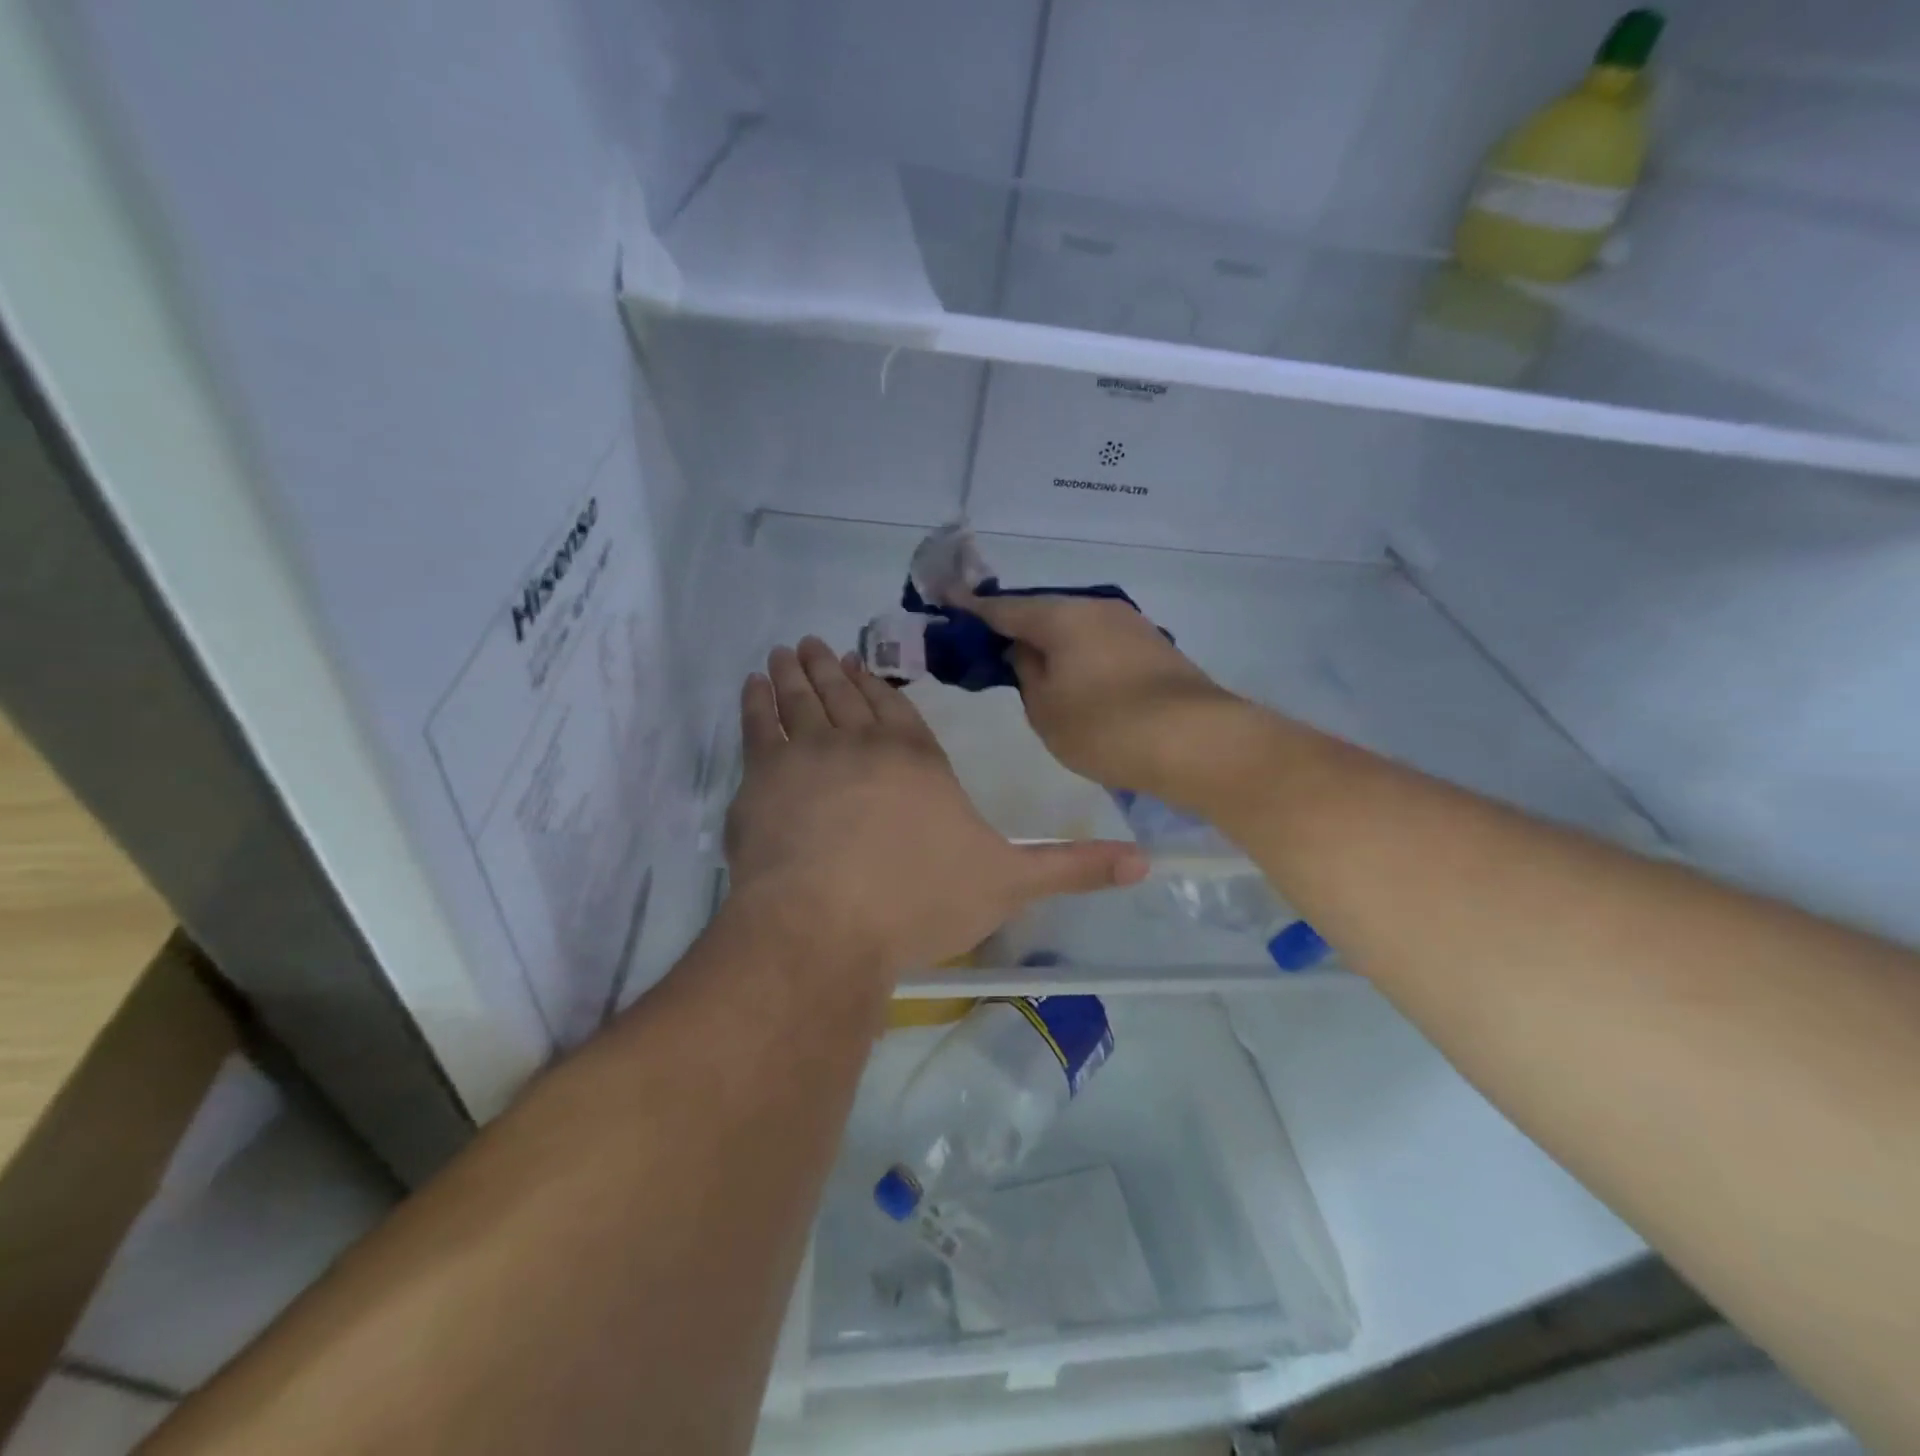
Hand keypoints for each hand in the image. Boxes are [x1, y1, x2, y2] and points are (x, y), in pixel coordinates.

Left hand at [724, 638, 1147, 979]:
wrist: (827, 926)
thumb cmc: (919, 900)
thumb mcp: (1008, 884)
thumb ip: (1071, 868)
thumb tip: (1144, 863)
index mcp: (918, 760)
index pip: (897, 710)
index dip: (877, 686)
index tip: (859, 662)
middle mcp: (862, 745)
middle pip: (845, 696)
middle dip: (831, 669)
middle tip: (815, 643)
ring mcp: (808, 757)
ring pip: (800, 700)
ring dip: (793, 673)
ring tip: (786, 651)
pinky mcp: (761, 780)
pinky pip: (757, 726)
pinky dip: (754, 702)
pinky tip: (751, 686)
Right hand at [963, 594, 1242, 795]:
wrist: (1198, 742)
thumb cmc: (1106, 727)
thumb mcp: (1045, 709)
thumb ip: (1025, 674)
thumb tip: (1024, 652)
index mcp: (1062, 616)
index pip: (1004, 608)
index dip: (972, 611)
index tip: (947, 606)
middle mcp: (1097, 608)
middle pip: (1043, 612)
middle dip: (1014, 627)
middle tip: (987, 647)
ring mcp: (1131, 625)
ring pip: (1074, 628)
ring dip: (1050, 643)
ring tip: (1030, 667)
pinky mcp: (1154, 648)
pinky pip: (1099, 643)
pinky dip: (1078, 655)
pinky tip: (1073, 677)